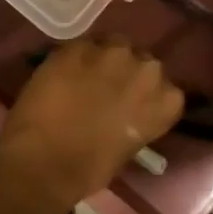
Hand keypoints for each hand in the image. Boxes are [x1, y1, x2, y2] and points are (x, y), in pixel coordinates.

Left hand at [0, 39, 183, 210]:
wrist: (46, 161)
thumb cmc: (90, 169)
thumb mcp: (129, 146)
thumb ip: (135, 119)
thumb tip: (122, 112)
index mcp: (167, 100)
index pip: (165, 87)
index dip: (144, 93)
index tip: (131, 102)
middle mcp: (146, 69)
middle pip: (141, 60)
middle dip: (126, 71)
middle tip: (107, 88)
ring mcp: (111, 53)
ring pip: (112, 45)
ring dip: (102, 59)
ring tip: (84, 76)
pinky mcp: (77, 46)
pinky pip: (81, 46)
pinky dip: (74, 58)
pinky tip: (62, 74)